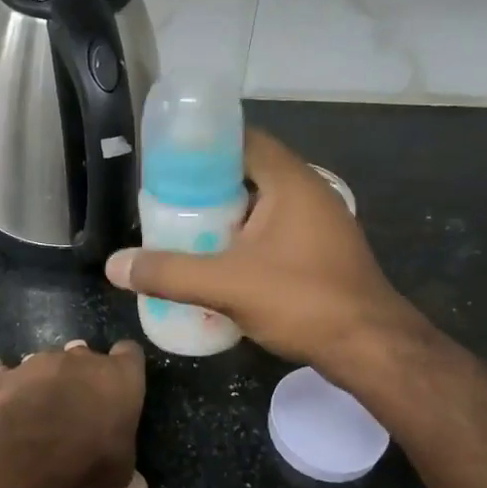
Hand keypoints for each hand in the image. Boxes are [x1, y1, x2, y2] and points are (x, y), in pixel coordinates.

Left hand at [0, 339, 149, 487]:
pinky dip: (4, 375)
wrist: (39, 446)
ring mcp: (46, 361)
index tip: (122, 379)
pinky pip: (8, 370)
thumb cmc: (93, 452)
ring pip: (49, 359)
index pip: (131, 353)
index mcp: (121, 376)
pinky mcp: (14, 374)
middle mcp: (85, 359)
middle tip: (80, 396)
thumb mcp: (118, 471)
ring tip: (43, 396)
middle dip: (82, 370)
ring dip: (47, 374)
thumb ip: (126, 475)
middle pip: (86, 352)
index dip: (127, 363)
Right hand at [105, 129, 421, 370]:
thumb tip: (114, 266)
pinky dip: (247, 237)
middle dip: (207, 184)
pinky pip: (276, 230)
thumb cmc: (303, 301)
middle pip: (249, 171)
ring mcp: (321, 222)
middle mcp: (309, 191)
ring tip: (185, 228)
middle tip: (167, 199)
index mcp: (290, 181)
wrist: (372, 349)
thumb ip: (169, 273)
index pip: (242, 139)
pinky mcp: (323, 251)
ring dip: (227, 214)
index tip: (167, 160)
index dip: (203, 144)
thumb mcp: (227, 285)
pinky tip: (221, 261)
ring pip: (262, 205)